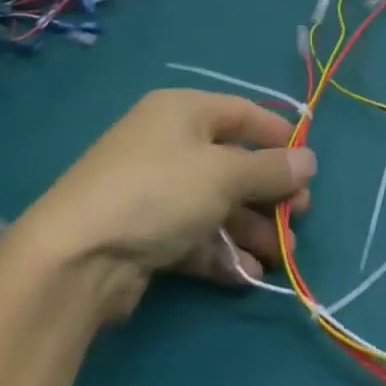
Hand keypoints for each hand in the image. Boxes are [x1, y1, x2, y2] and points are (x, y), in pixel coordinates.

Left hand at [14, 89, 315, 319]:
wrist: (76, 258)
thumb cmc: (159, 192)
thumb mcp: (224, 174)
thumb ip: (270, 169)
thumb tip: (310, 160)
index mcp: (183, 111)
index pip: (241, 113)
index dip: (277, 136)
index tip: (308, 164)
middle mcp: (168, 144)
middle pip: (232, 162)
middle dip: (268, 193)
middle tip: (299, 218)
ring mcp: (154, 191)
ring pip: (216, 204)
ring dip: (250, 228)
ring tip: (280, 257)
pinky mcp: (144, 233)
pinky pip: (194, 235)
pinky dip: (221, 251)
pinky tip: (246, 275)